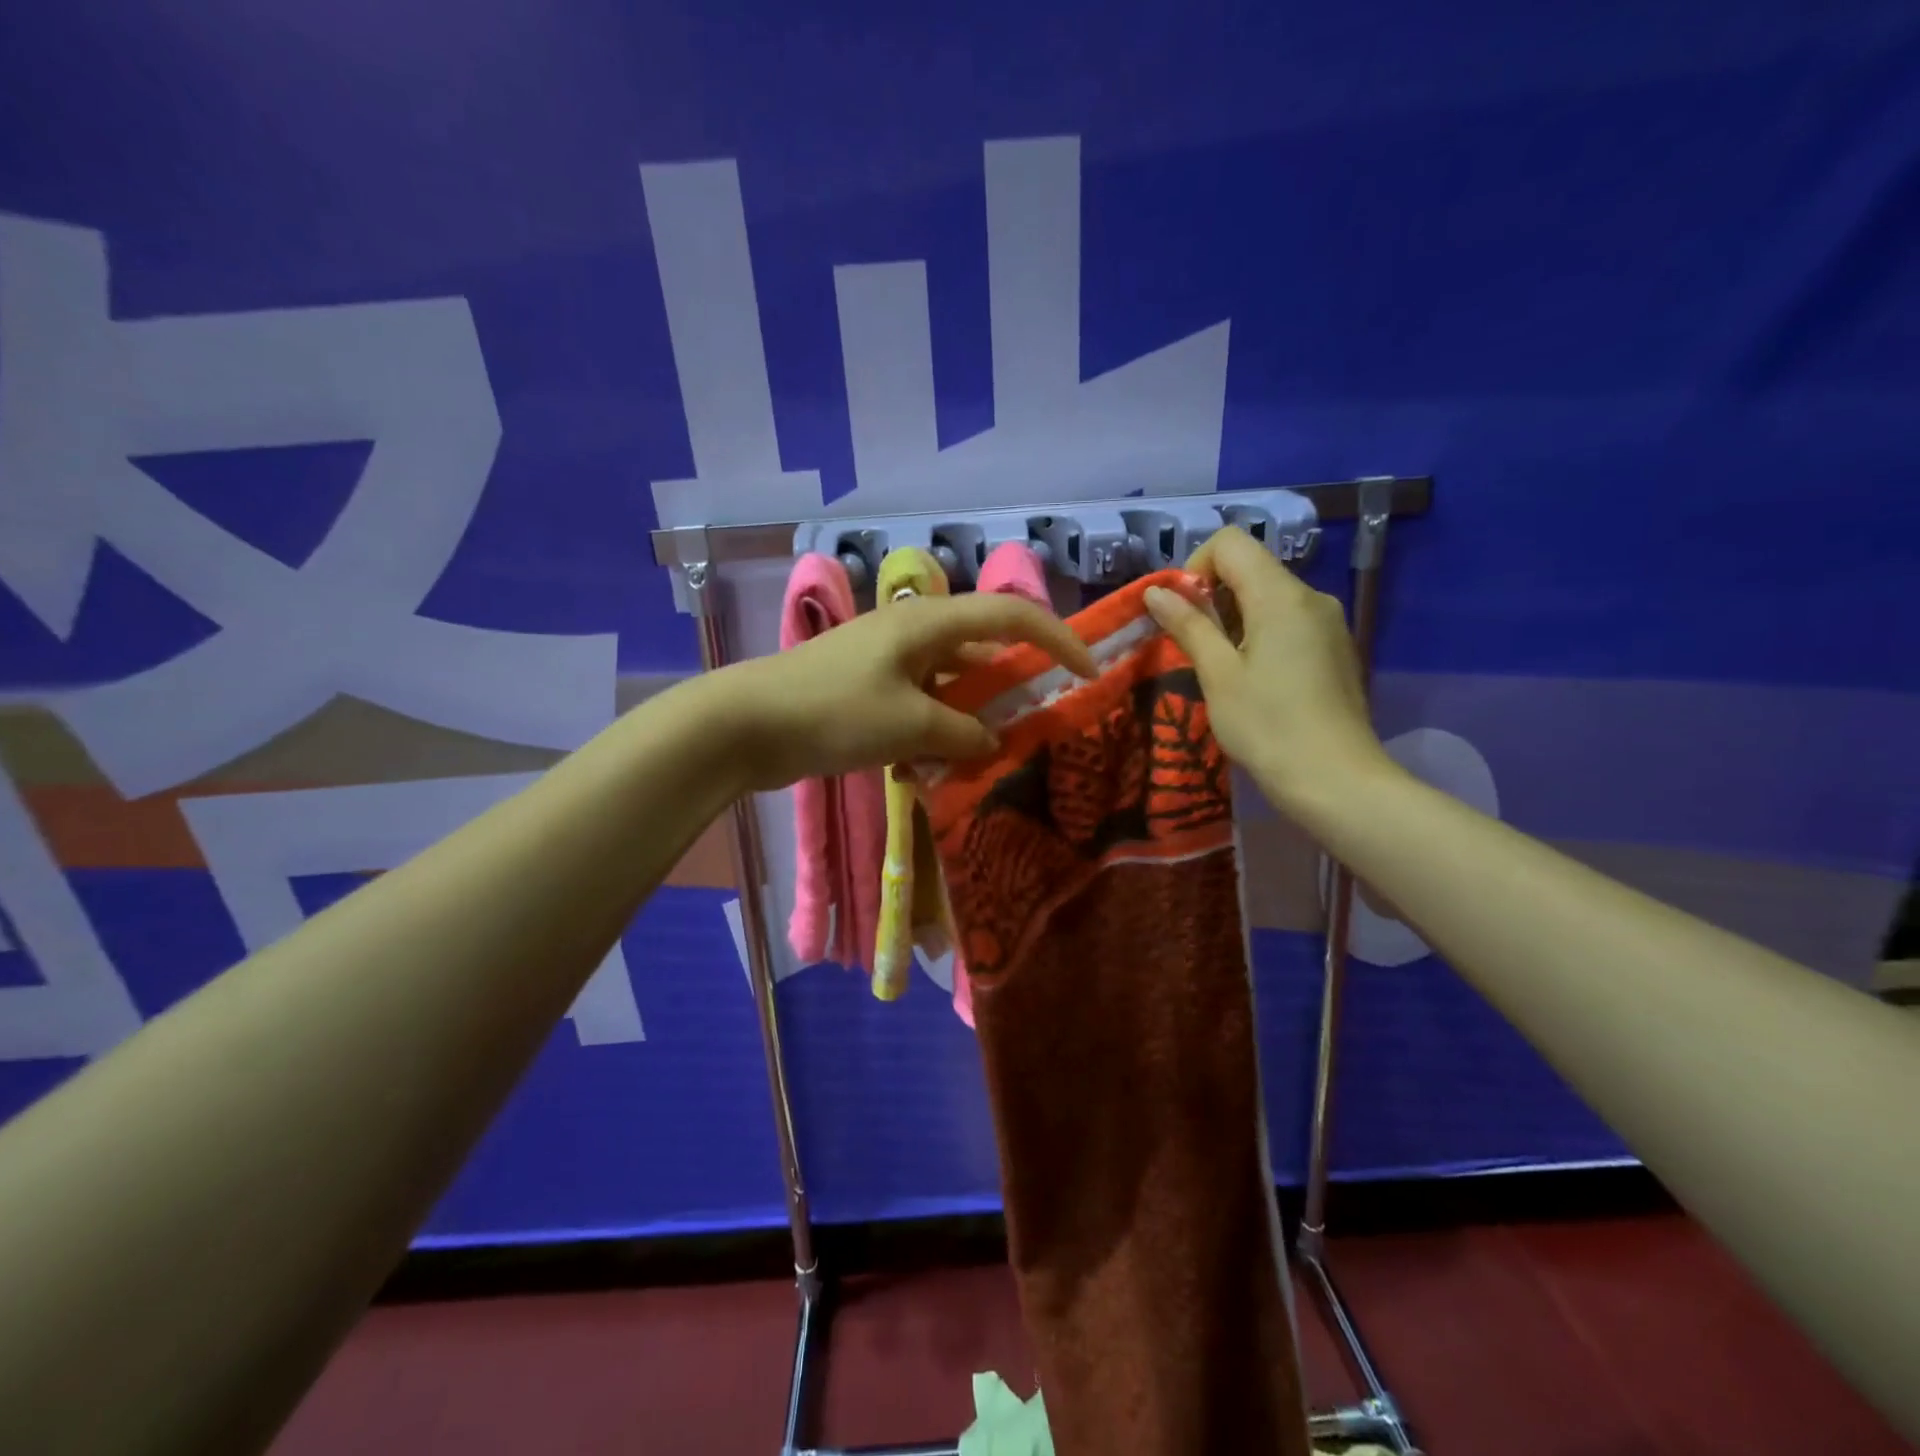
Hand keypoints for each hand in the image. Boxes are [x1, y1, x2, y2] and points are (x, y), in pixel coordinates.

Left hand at [711, 592, 1095, 790]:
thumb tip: (993, 742)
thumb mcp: (910, 727)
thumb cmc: (834, 712)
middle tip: (1038, 724)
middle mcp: (912, 631)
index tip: (1088, 673)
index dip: (1058, 639)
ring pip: (950, 681)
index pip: (1012, 615)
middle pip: (983, 647)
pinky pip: (919, 701)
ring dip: (971, 715)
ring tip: (987, 755)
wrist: (745, 724)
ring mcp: (886, 659)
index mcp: (929, 623)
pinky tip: (932, 766)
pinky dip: (934, 728)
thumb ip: (964, 735)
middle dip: (1014, 684)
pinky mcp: (866, 687)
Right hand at [1144, 527, 1396, 821]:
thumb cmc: (1267, 726)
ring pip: (1270, 597)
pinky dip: (1261, 635)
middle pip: (1252, 568)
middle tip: (1195, 648)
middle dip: (1213, 597)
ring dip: (1235, 619)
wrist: (1336, 780)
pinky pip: (1289, 622)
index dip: (1196, 567)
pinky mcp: (1336, 648)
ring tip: (1223, 670)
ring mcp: (1329, 623)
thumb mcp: (1218, 675)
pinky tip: (1256, 682)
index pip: (1231, 543)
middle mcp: (1311, 597)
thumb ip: (1188, 625)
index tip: (1183, 613)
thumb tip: (1156, 592)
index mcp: (1281, 595)